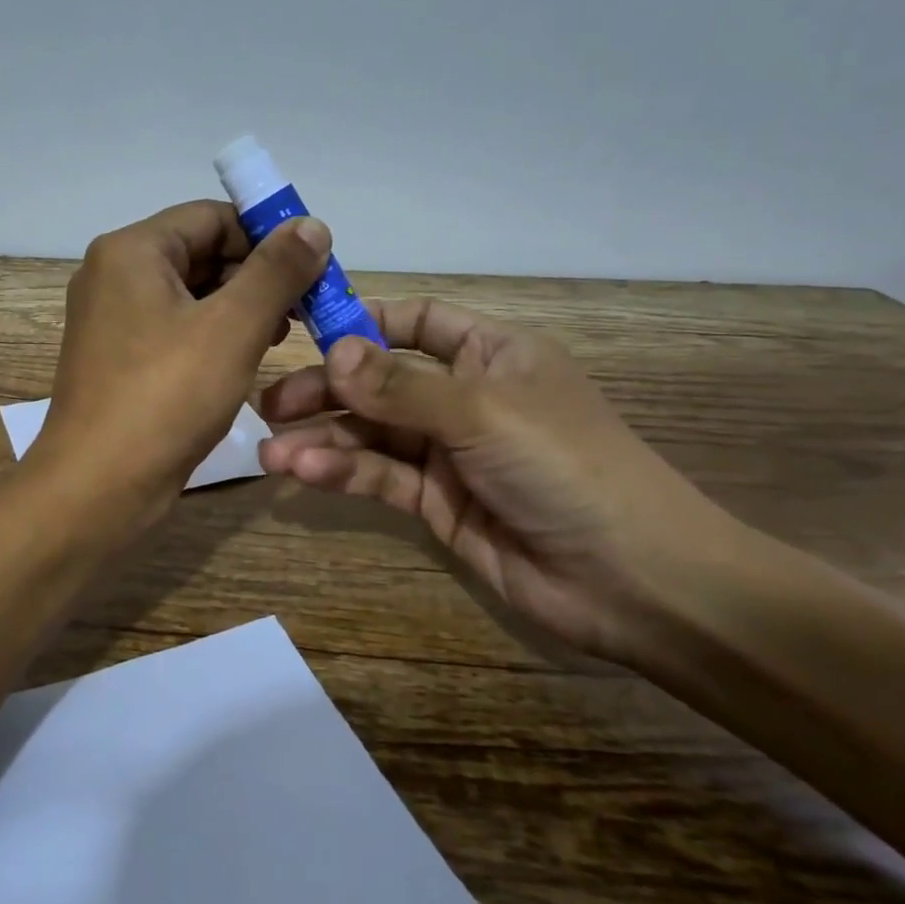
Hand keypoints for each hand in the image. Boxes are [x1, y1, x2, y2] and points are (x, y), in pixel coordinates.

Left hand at [31, 200, 330, 528]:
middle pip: (199, 252)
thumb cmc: (166, 398)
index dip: (267, 236)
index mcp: (131, 251)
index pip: (212, 217)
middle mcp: (113, 274)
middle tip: (303, 310)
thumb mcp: (233, 328)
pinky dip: (211, 335)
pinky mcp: (117, 358)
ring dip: (238, 308)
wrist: (97, 488)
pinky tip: (242, 360)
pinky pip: (173, 328)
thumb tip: (311, 224)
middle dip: (255, 276)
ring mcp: (111, 319)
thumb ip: (276, 271)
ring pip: (189, 294)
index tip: (312, 269)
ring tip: (279, 338)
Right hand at [258, 299, 744, 668]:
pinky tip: (303, 474)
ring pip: (372, 433)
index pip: (416, 322)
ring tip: (271, 450)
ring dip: (322, 439)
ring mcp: (450, 453)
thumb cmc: (566, 467)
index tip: (302, 328)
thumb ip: (400, 386)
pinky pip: (381, 477)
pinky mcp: (438, 503)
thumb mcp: (482, 413)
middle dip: (326, 390)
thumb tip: (333, 351)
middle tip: (270, 404)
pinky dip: (342, 473)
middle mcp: (465, 396)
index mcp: (491, 354)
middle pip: (380, 381)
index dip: (362, 321)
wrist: (634, 582)